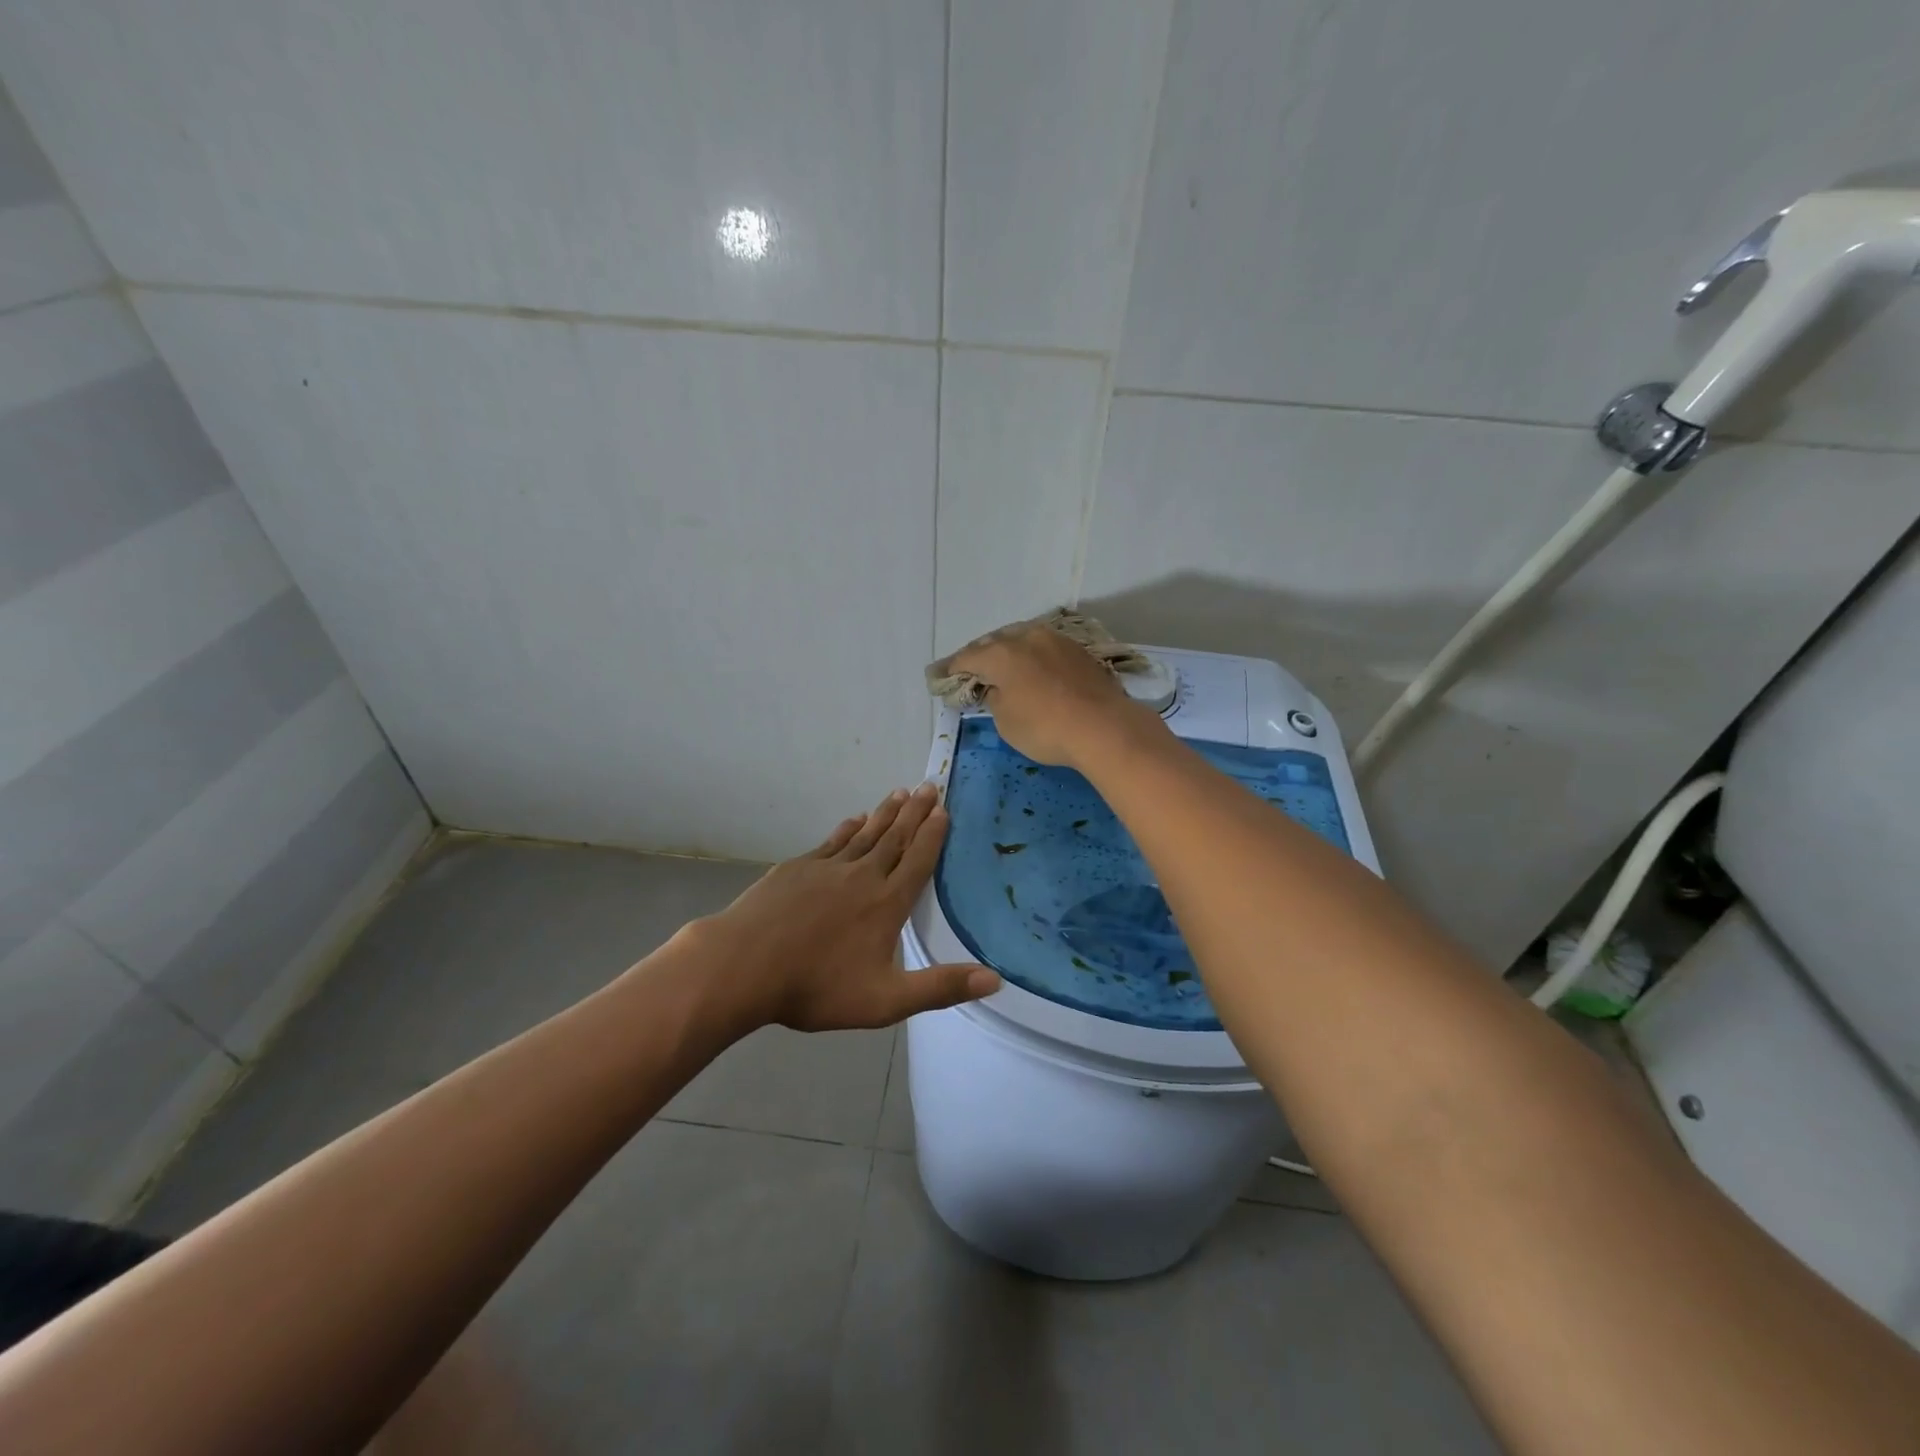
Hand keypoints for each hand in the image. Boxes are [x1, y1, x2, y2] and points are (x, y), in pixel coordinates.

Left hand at [692, 783, 1000, 1031]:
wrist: (745, 965)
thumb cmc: (817, 986)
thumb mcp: (886, 1000)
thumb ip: (940, 987)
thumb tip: (995, 980)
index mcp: (887, 903)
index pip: (918, 861)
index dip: (933, 834)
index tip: (944, 809)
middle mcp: (863, 876)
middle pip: (895, 838)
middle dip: (914, 812)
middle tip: (928, 785)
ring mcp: (828, 868)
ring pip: (865, 833)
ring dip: (885, 813)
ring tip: (899, 793)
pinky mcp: (798, 868)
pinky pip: (832, 841)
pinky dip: (848, 828)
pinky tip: (854, 819)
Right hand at [946, 621, 1166, 769]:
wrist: (1104, 726)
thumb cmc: (1045, 727)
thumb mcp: (1006, 721)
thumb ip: (994, 698)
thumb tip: (996, 687)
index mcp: (1000, 653)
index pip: (966, 658)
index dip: (950, 669)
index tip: (939, 677)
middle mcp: (1025, 637)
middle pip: (993, 642)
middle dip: (979, 655)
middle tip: (969, 671)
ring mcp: (1054, 639)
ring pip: (1021, 639)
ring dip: (1008, 651)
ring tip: (1001, 666)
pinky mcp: (1077, 650)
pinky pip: (1043, 647)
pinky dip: (1031, 656)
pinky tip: (1032, 668)